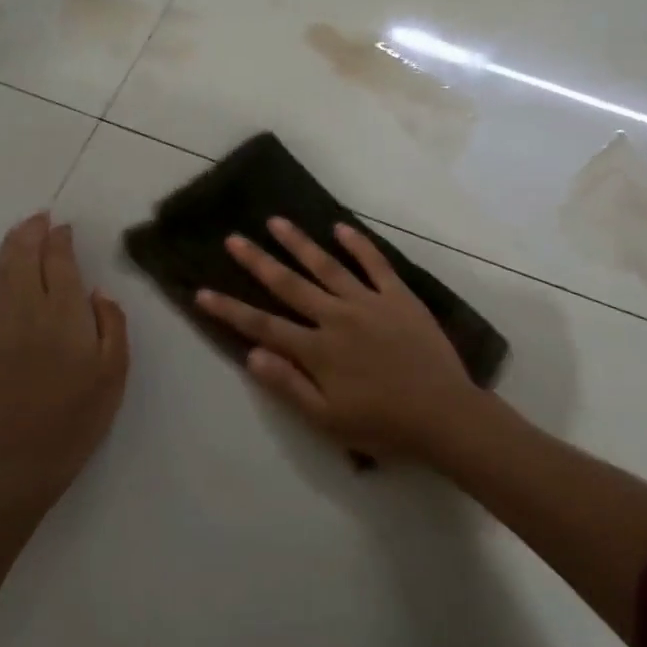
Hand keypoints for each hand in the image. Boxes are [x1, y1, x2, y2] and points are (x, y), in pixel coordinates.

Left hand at [0, 212, 128, 501]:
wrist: (28, 457)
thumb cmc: (81, 413)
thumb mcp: (116, 369)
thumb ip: (112, 323)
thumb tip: (98, 292)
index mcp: (66, 313)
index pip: (60, 260)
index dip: (61, 239)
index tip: (65, 228)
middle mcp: (29, 310)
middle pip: (25, 256)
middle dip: (32, 231)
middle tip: (41, 218)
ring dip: (8, 246)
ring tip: (19, 232)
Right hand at [195, 218, 482, 462]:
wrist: (444, 415)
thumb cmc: (383, 424)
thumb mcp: (328, 420)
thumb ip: (288, 386)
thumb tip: (251, 355)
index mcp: (317, 350)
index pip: (263, 326)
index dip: (230, 309)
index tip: (202, 292)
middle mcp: (337, 317)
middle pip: (289, 285)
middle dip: (258, 262)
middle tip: (233, 239)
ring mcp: (369, 302)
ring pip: (327, 265)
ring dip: (299, 243)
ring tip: (276, 221)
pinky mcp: (398, 296)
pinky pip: (375, 264)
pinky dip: (358, 244)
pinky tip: (340, 228)